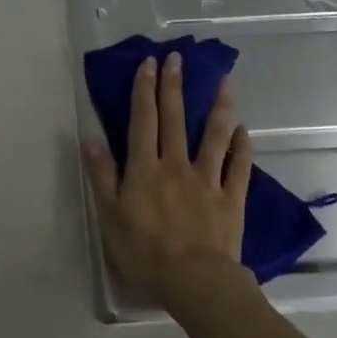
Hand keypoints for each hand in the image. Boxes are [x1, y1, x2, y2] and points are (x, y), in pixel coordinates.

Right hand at [81, 51, 254, 311]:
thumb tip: (91, 137)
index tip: (149, 63)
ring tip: (224, 81)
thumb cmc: (144, 251)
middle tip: (177, 58)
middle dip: (174, 86)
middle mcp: (176, 164)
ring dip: (219, 106)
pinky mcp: (230, 197)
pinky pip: (238, 166)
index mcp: (144, 168)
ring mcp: (207, 179)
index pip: (143, 121)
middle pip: (175, 119)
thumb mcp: (109, 215)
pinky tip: (244, 130)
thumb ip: (102, 174)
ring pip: (214, 135)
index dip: (144, 90)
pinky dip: (242, 147)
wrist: (194, 280)